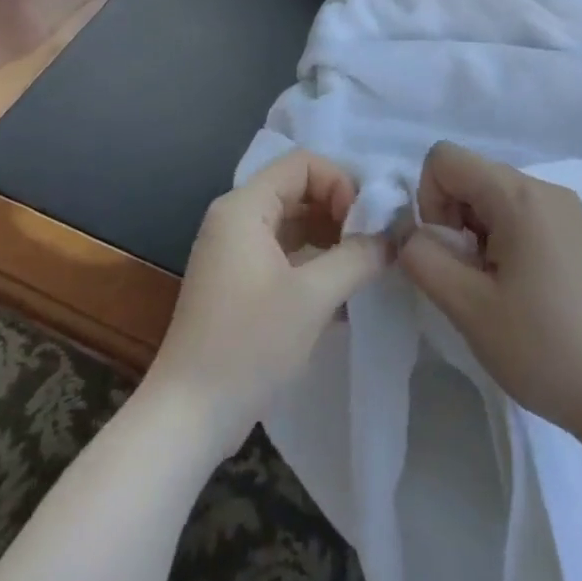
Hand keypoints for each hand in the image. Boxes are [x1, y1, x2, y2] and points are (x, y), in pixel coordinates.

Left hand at [146, 151, 386, 456]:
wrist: (189, 416)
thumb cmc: (249, 344)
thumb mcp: (313, 297)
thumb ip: (357, 257)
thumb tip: (392, 237)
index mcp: (244, 207)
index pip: (302, 164)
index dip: (340, 183)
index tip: (364, 223)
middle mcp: (235, 219)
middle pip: (298, 189)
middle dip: (339, 210)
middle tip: (372, 245)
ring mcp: (234, 251)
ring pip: (293, 223)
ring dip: (330, 238)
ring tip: (363, 268)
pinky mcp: (238, 282)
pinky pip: (283, 252)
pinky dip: (313, 262)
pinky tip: (343, 294)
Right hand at [398, 141, 581, 440]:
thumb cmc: (544, 347)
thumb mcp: (468, 307)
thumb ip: (423, 258)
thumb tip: (409, 233)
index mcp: (518, 194)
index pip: (444, 158)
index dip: (429, 200)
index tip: (450, 253)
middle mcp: (545, 188)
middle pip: (472, 176)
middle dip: (453, 220)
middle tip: (471, 279)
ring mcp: (568, 209)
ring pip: (495, 197)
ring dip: (478, 234)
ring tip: (498, 291)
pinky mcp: (580, 233)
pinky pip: (523, 215)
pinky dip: (506, 241)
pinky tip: (524, 292)